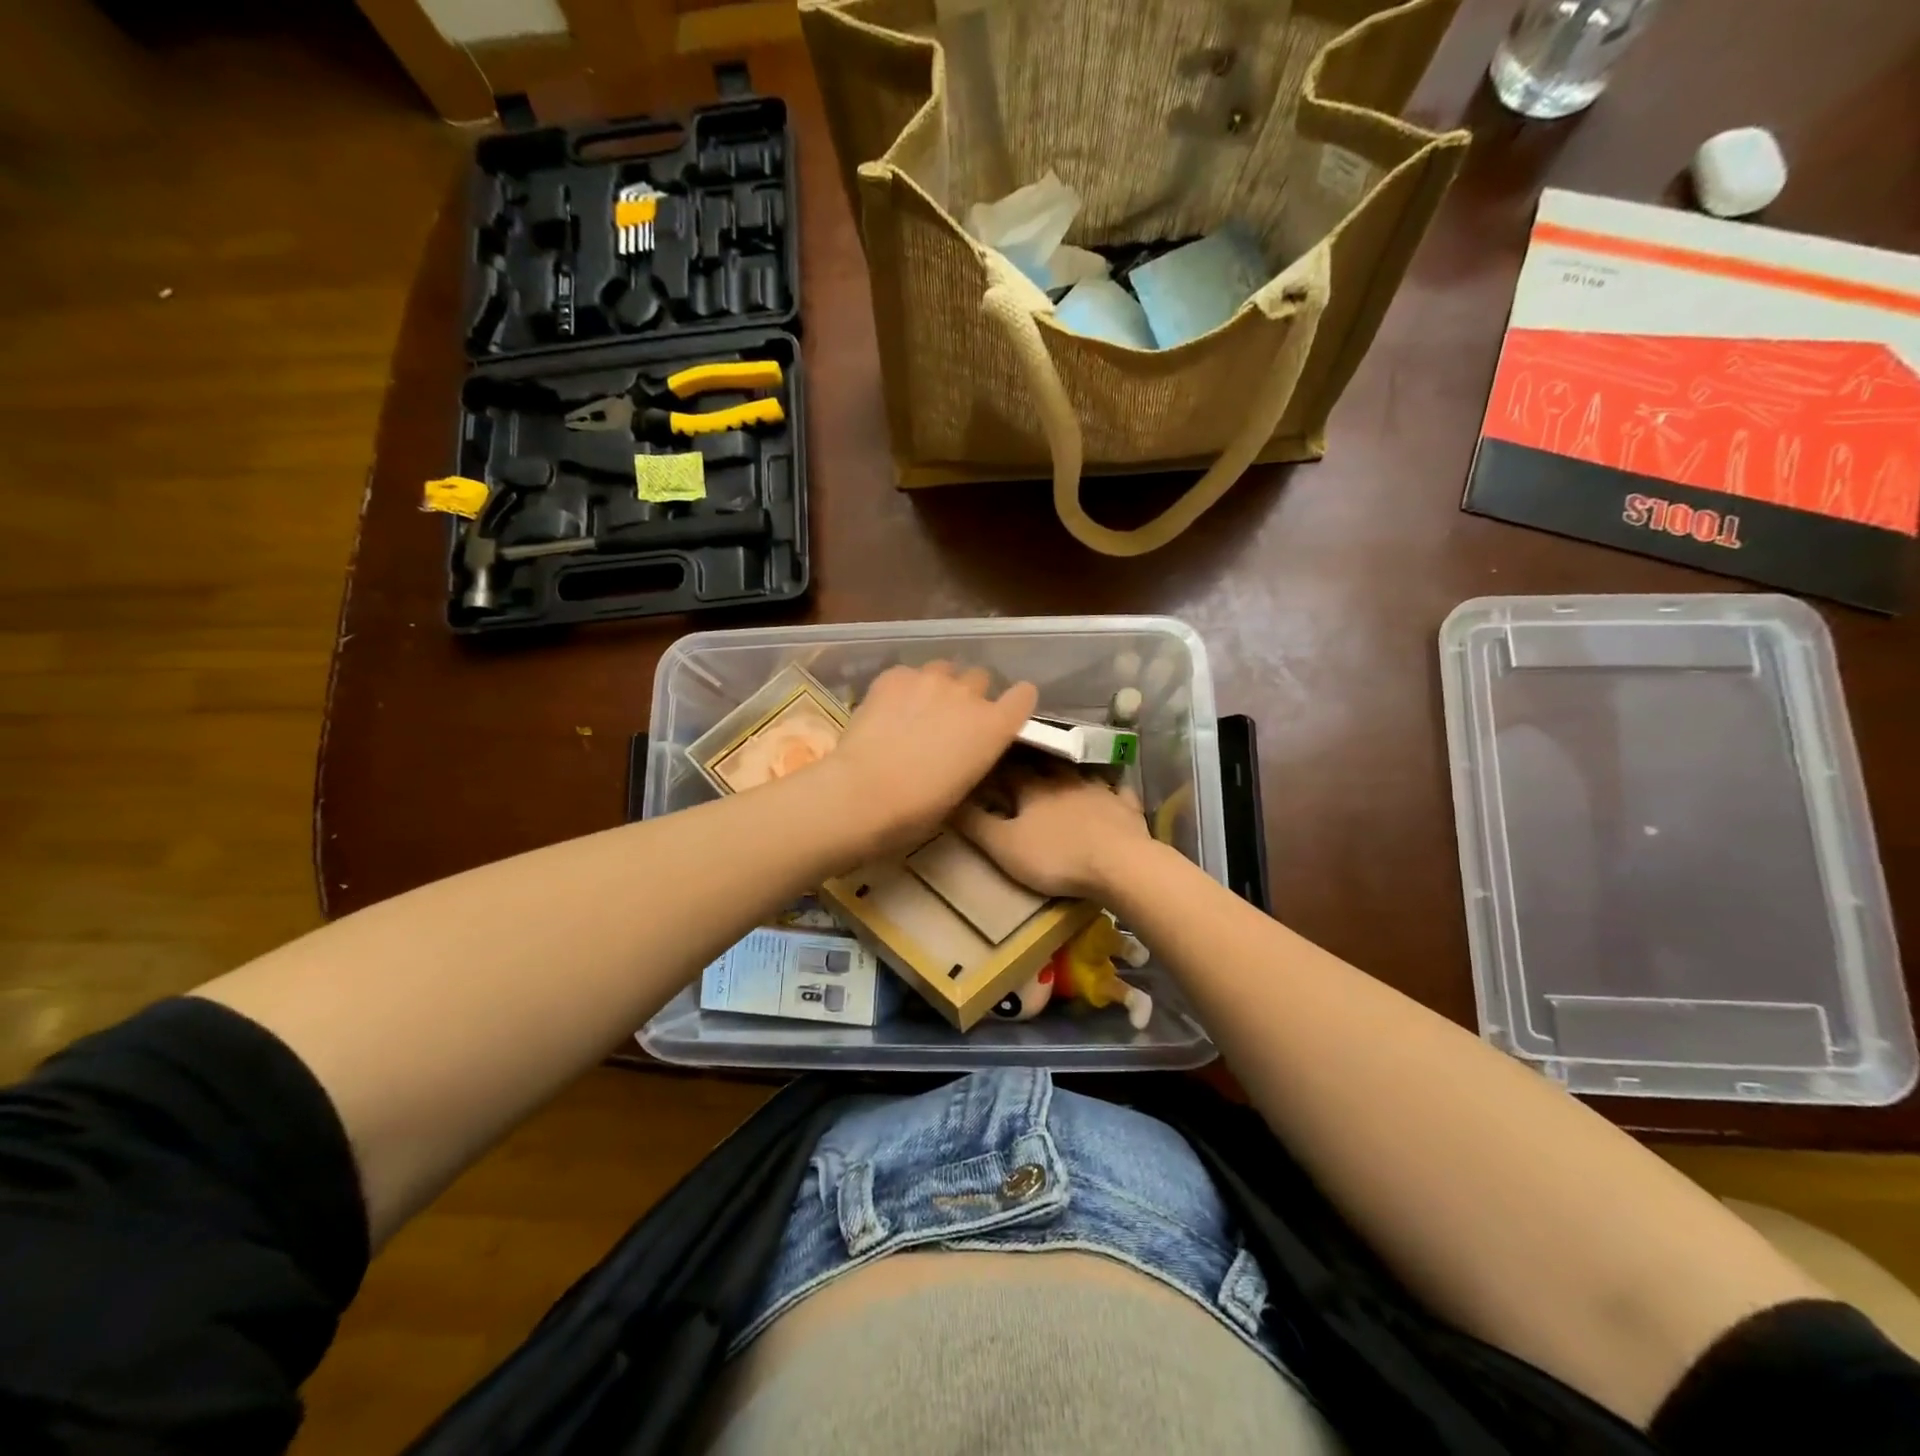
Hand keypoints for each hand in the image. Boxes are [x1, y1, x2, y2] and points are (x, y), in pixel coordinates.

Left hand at [813, 663, 1037, 859]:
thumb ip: (973, 755)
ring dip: (938, 686)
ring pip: (944, 670)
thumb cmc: (918, 808)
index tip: (1004, 712)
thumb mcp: (963, 787)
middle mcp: (968, 694)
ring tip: (918, 709)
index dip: (1015, 702)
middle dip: (970, 695)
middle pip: (980, 678)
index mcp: (994, 726)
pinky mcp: (895, 675)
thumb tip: (964, 747)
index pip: (1023, 696)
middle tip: (950, 719)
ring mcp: (930, 679)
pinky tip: (888, 710)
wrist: (864, 793)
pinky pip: (908, 674)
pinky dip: (903, 688)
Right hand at [954, 764, 1150, 898]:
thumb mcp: (1004, 846)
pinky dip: (1111, 790)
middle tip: (1020, 760)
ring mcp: (1099, 790)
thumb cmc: (1056, 857)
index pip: (1007, 768)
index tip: (985, 760)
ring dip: (1067, 771)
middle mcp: (1065, 779)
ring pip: (1079, 773)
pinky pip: (1117, 792)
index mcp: (1033, 787)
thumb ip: (975, 823)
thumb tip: (949, 798)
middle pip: (1043, 764)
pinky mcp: (1125, 807)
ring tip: (1059, 773)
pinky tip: (1111, 790)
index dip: (994, 764)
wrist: (1119, 865)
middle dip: (1030, 761)